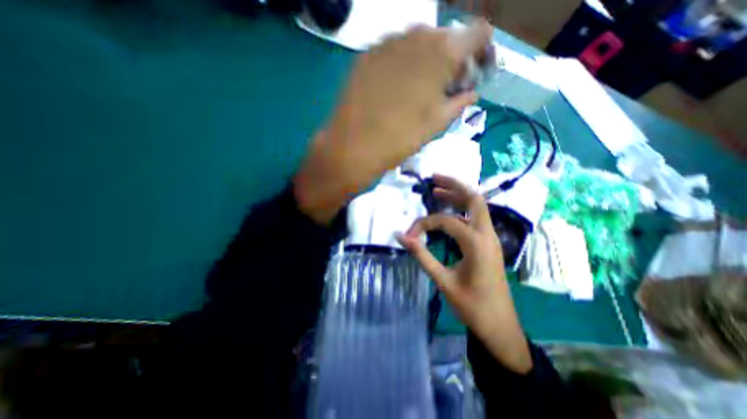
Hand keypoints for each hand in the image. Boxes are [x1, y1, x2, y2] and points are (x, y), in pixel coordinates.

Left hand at [295, 21, 494, 224]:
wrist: (354, 147)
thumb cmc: (400, 139)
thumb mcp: (437, 124)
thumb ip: (459, 102)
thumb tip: (471, 93)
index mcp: (442, 53)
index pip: (478, 34)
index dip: (482, 52)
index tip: (475, 73)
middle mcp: (416, 36)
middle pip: (446, 38)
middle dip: (452, 61)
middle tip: (446, 88)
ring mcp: (387, 43)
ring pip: (419, 43)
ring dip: (427, 61)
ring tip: (420, 89)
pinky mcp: (367, 55)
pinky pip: (394, 51)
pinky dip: (404, 64)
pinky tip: (397, 87)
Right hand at [396, 174, 530, 372]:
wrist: (500, 327)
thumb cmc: (472, 307)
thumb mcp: (443, 281)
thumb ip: (422, 255)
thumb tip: (401, 236)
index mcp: (476, 243)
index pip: (445, 221)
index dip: (424, 224)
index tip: (409, 235)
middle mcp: (487, 235)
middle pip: (474, 199)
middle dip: (454, 185)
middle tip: (434, 178)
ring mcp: (491, 238)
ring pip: (478, 207)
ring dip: (459, 195)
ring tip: (438, 189)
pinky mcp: (489, 244)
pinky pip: (476, 218)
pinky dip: (462, 209)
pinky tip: (449, 211)